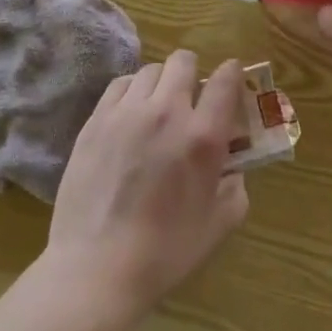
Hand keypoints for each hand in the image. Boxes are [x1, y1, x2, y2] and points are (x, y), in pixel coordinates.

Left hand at [46, 51, 248, 319]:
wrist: (96, 269)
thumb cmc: (164, 254)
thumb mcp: (217, 226)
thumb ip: (235, 189)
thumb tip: (233, 168)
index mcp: (203, 137)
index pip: (225, 78)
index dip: (232, 74)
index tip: (230, 82)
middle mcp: (167, 112)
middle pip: (184, 61)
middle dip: (193, 74)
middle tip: (190, 99)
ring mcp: (127, 112)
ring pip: (151, 70)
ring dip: (161, 83)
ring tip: (157, 108)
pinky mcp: (96, 120)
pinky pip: (120, 84)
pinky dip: (131, 91)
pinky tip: (130, 114)